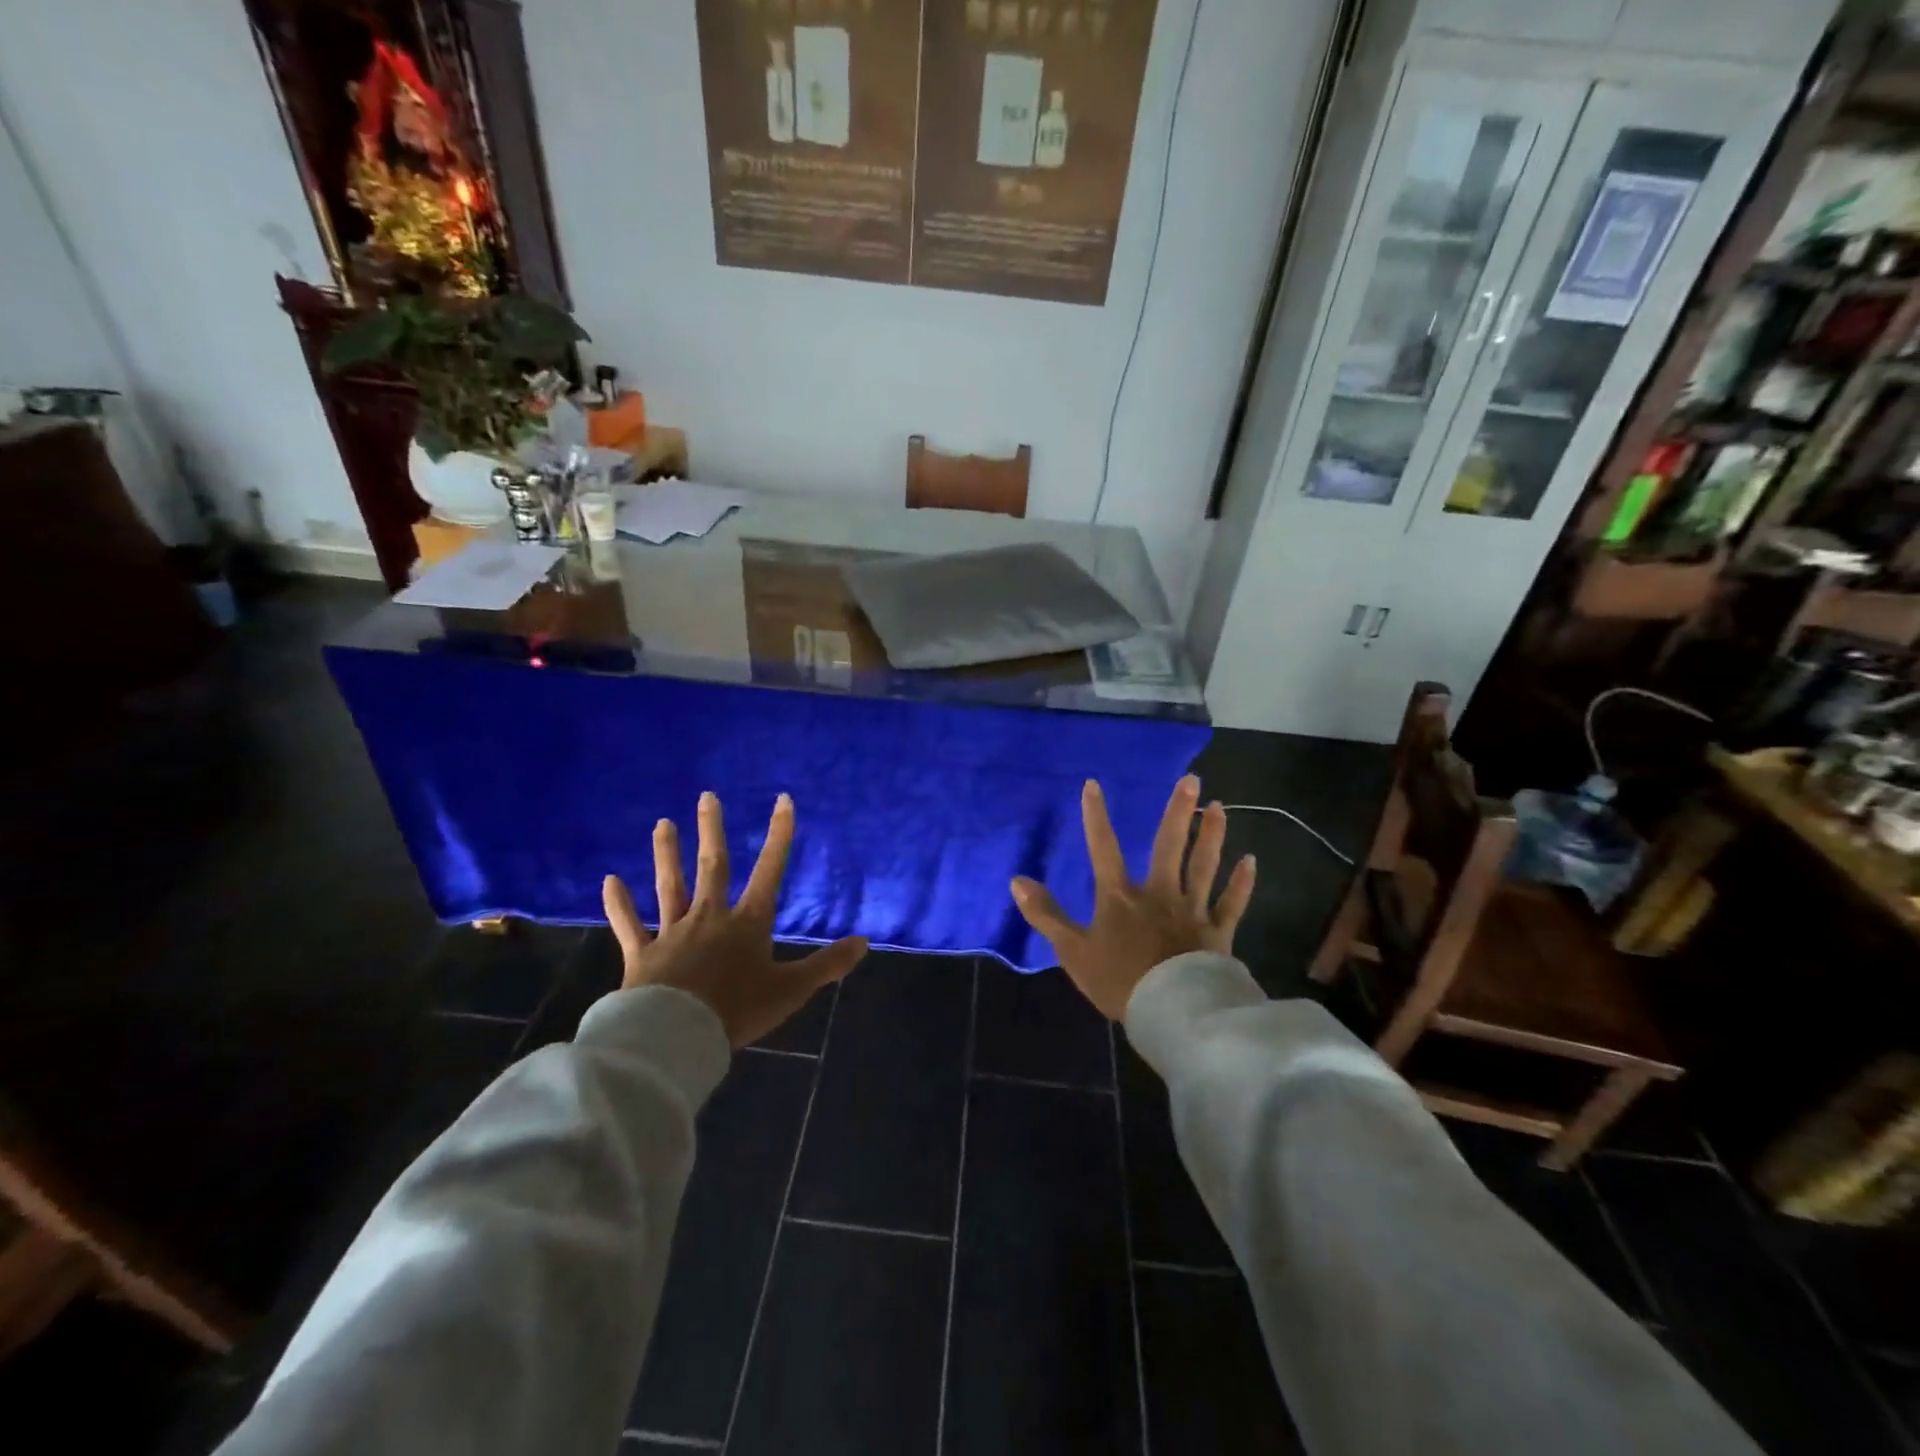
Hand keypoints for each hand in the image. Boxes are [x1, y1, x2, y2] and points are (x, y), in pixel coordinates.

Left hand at [603, 791, 867, 1047]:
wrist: (677, 1036)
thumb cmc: (737, 1009)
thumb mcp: (791, 989)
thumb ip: (827, 965)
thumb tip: (865, 942)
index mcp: (748, 922)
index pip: (770, 869)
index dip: (779, 834)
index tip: (782, 800)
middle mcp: (710, 917)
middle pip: (713, 866)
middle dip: (713, 830)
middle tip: (707, 796)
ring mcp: (673, 932)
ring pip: (670, 885)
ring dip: (667, 853)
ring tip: (662, 823)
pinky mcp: (643, 954)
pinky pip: (629, 925)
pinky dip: (619, 904)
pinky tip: (610, 880)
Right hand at [1010, 775, 1254, 1020]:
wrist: (1171, 1013)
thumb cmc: (1119, 981)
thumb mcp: (1072, 951)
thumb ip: (1046, 915)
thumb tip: (1017, 880)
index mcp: (1120, 896)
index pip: (1103, 848)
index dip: (1095, 816)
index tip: (1093, 785)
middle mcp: (1159, 893)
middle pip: (1169, 845)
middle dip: (1179, 811)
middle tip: (1192, 780)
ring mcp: (1192, 910)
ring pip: (1204, 865)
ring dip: (1212, 835)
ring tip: (1220, 807)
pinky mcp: (1218, 932)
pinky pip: (1232, 903)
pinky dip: (1242, 883)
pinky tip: (1251, 861)